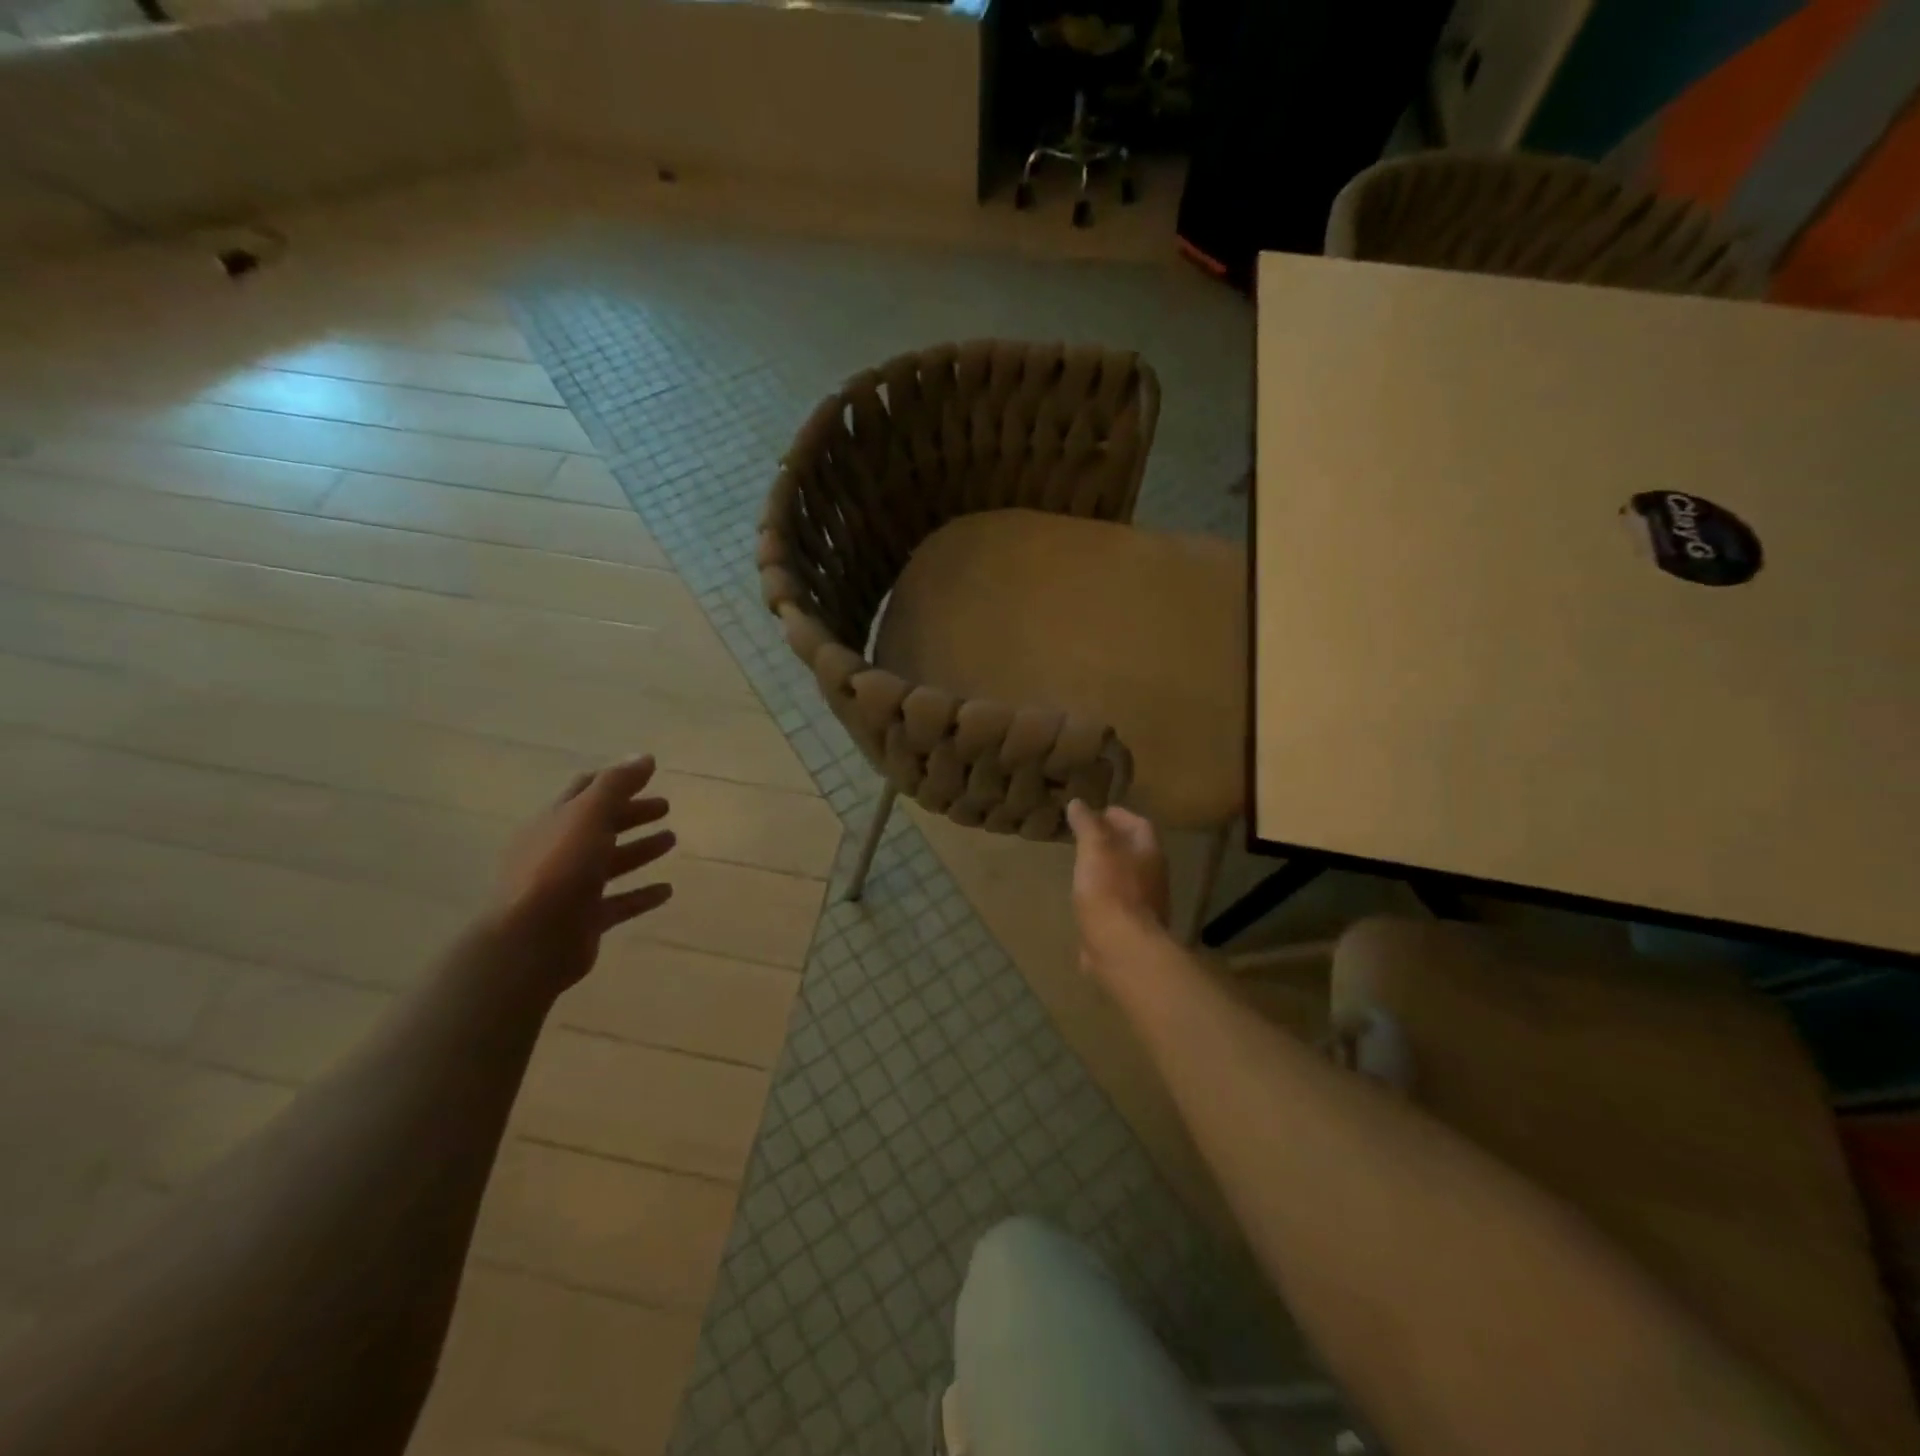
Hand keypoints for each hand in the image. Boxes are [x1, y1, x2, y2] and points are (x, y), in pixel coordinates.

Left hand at [493, 755, 675, 993]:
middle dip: (631, 813)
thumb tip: (644, 756)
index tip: (647, 774)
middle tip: (666, 807)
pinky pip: (619, 902)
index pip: (584, 791)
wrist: (530, 941)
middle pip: (600, 825)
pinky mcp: (584, 920)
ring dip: (640, 849)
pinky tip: (667, 890)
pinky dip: (642, 894)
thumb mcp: (589, 815)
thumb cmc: (559, 868)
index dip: (615, 780)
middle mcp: (559, 850)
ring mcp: (570, 887)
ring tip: (672, 840)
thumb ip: (617, 784)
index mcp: (554, 821)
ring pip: (611, 862)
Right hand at [1065, 800, 1170, 977]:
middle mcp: (1154, 876)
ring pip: (1126, 879)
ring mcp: (1146, 905)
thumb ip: (1087, 825)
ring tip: (1082, 866)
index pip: (1138, 824)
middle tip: (1085, 838)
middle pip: (1134, 851)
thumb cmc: (1110, 890)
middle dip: (1112, 843)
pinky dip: (1102, 897)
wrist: (1122, 948)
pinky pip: (1117, 905)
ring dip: (1107, 870)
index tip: (1095, 813)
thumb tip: (1078, 803)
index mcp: (1149, 852)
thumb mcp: (1094, 848)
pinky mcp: (1132, 929)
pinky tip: (1085, 900)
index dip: (1118, 815)